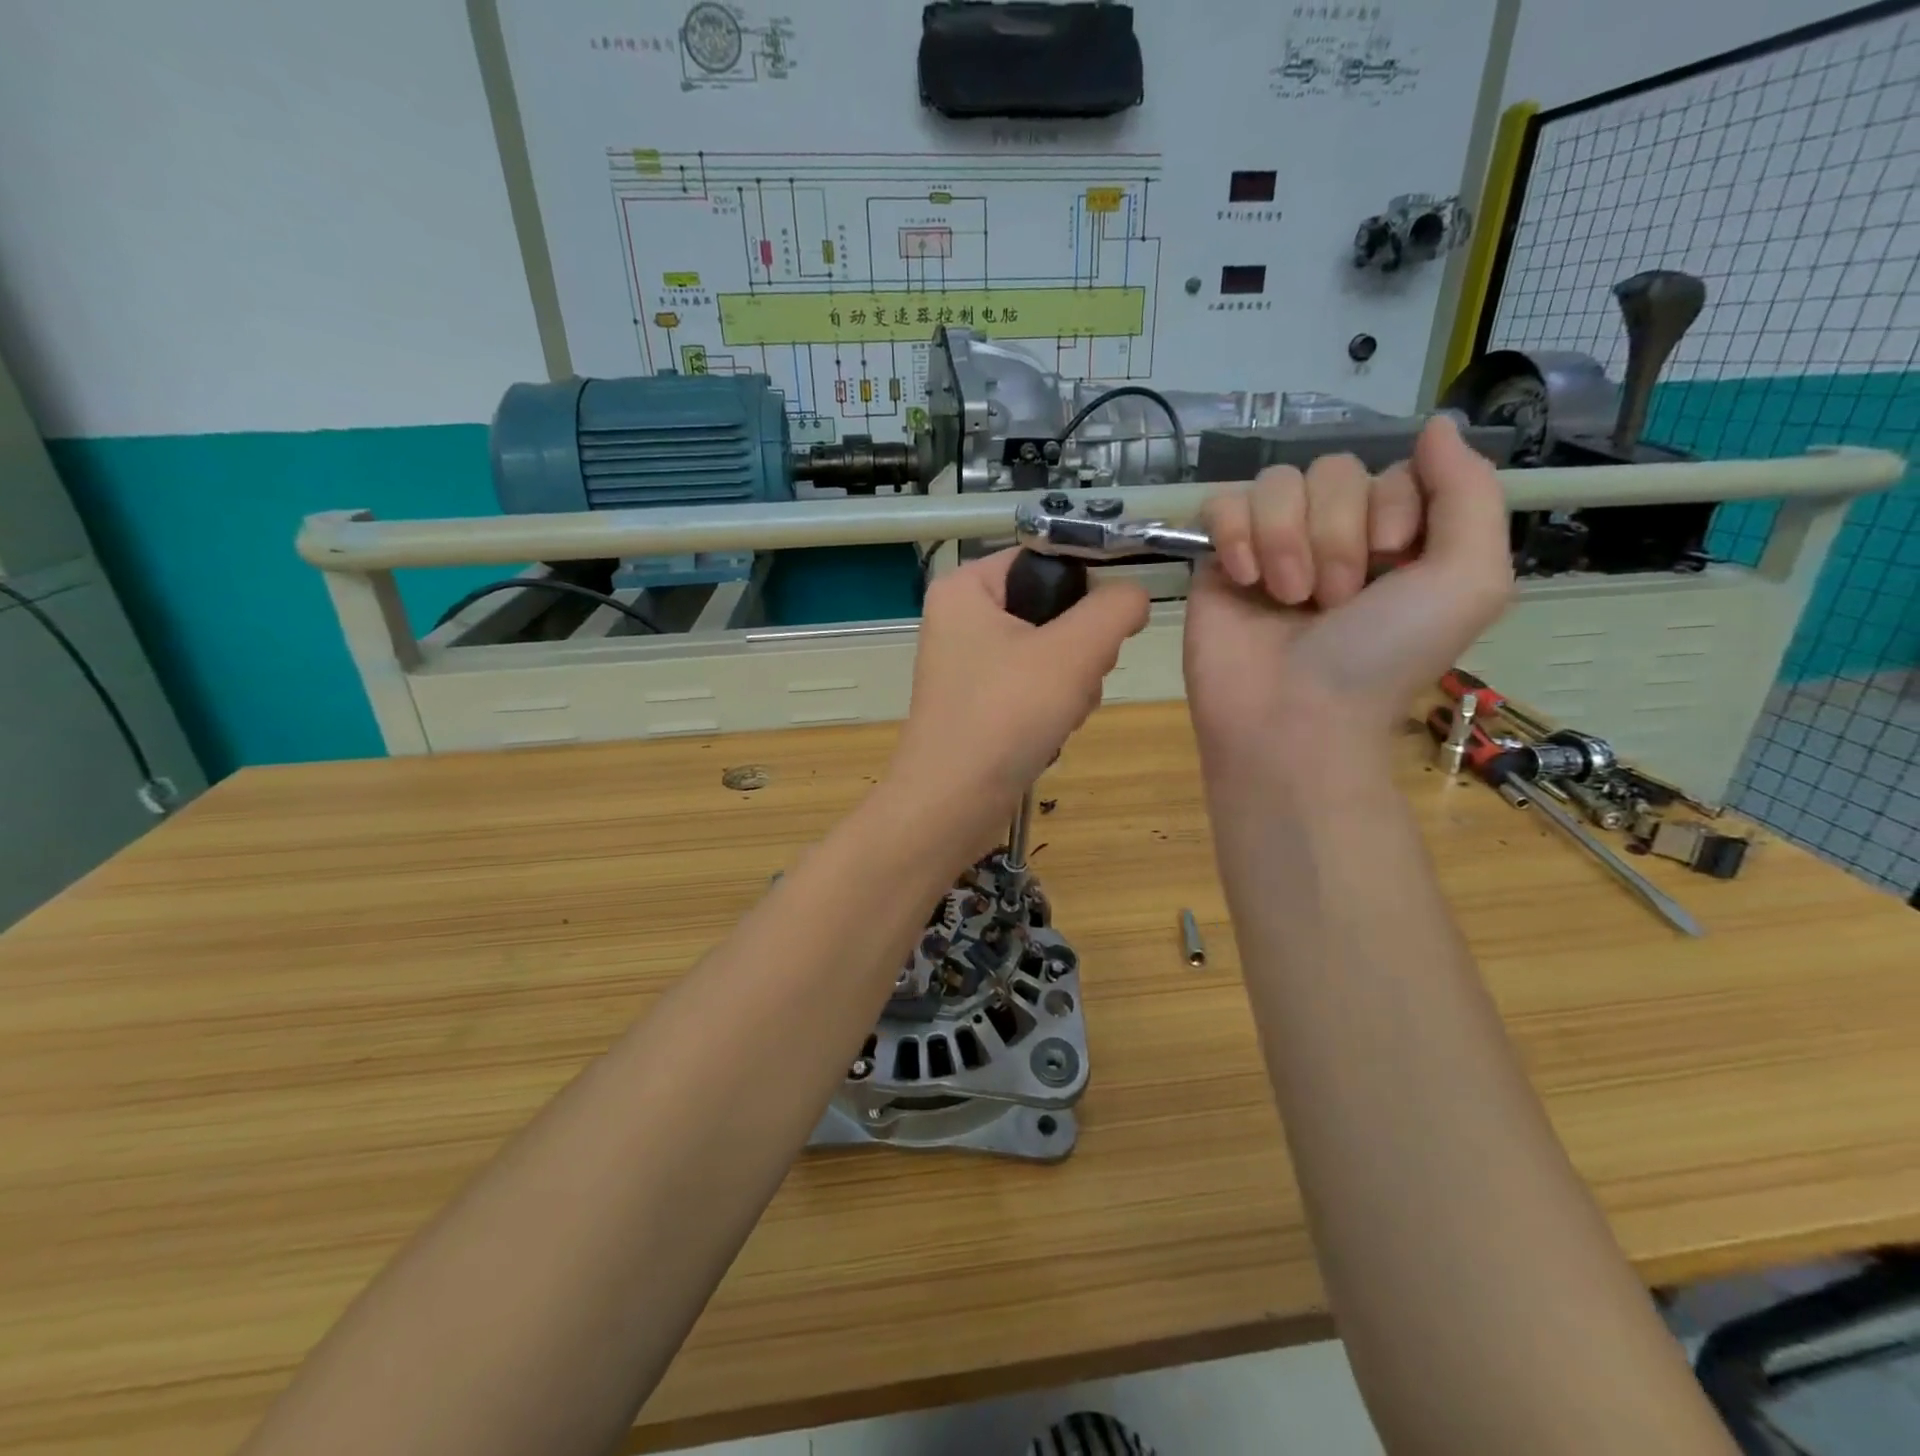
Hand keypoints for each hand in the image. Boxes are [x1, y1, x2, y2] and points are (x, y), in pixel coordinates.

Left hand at [889, 549, 1149, 849]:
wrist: (952, 804)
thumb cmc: (1005, 715)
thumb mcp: (1073, 652)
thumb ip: (1114, 609)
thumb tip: (1135, 594)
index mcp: (966, 587)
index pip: (1045, 558)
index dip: (1086, 586)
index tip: (1109, 626)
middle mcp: (960, 618)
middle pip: (1051, 608)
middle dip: (1080, 648)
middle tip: (1078, 678)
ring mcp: (968, 664)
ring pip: (1050, 652)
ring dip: (1073, 682)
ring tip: (1063, 712)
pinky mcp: (979, 702)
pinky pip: (1033, 686)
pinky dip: (1053, 706)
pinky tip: (1052, 730)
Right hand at [1184, 415, 1512, 778]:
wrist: (1293, 717)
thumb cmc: (1383, 658)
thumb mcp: (1468, 581)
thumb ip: (1470, 493)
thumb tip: (1436, 425)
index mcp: (1396, 538)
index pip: (1392, 470)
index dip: (1391, 507)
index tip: (1390, 563)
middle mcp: (1333, 536)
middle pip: (1331, 471)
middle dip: (1335, 534)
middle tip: (1333, 600)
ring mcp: (1271, 547)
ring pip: (1275, 483)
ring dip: (1286, 540)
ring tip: (1286, 598)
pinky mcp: (1218, 562)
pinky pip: (1221, 504)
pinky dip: (1234, 534)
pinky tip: (1243, 578)